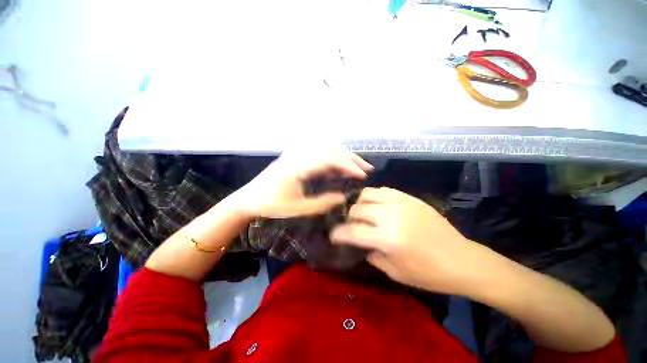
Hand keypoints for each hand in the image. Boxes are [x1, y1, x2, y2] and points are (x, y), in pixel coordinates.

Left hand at [234, 148, 373, 217]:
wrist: (250, 198)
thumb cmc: (272, 205)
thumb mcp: (299, 208)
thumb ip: (323, 203)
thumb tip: (343, 197)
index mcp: (298, 166)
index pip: (329, 159)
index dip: (348, 165)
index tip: (363, 175)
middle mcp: (299, 155)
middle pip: (330, 149)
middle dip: (351, 158)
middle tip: (367, 168)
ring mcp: (297, 154)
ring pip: (326, 149)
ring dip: (343, 156)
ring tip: (357, 166)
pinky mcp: (296, 156)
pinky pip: (319, 153)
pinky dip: (333, 159)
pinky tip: (338, 168)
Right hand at [330, 187, 491, 294]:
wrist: (462, 260)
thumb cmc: (429, 274)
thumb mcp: (395, 273)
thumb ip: (372, 255)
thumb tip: (361, 243)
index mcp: (388, 238)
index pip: (353, 231)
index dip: (339, 233)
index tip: (333, 235)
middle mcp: (392, 216)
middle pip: (357, 209)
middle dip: (349, 218)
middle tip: (352, 226)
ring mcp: (401, 203)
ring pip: (368, 194)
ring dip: (360, 204)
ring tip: (363, 213)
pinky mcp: (410, 198)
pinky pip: (384, 190)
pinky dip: (375, 197)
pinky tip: (377, 205)